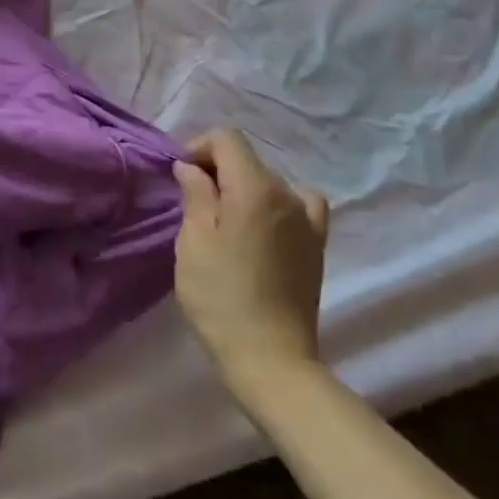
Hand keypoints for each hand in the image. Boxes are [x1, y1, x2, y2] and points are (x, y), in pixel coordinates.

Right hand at [173, 130, 328, 407]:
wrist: (271, 360)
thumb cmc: (221, 298)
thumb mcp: (194, 242)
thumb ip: (195, 193)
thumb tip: (191, 166)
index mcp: (254, 186)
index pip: (226, 138)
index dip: (199, 147)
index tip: (181, 177)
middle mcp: (286, 192)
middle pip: (247, 159)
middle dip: (218, 170)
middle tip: (195, 204)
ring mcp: (307, 218)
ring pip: (268, 181)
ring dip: (244, 189)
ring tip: (226, 222)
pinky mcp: (317, 243)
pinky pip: (299, 204)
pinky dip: (278, 204)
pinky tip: (267, 225)